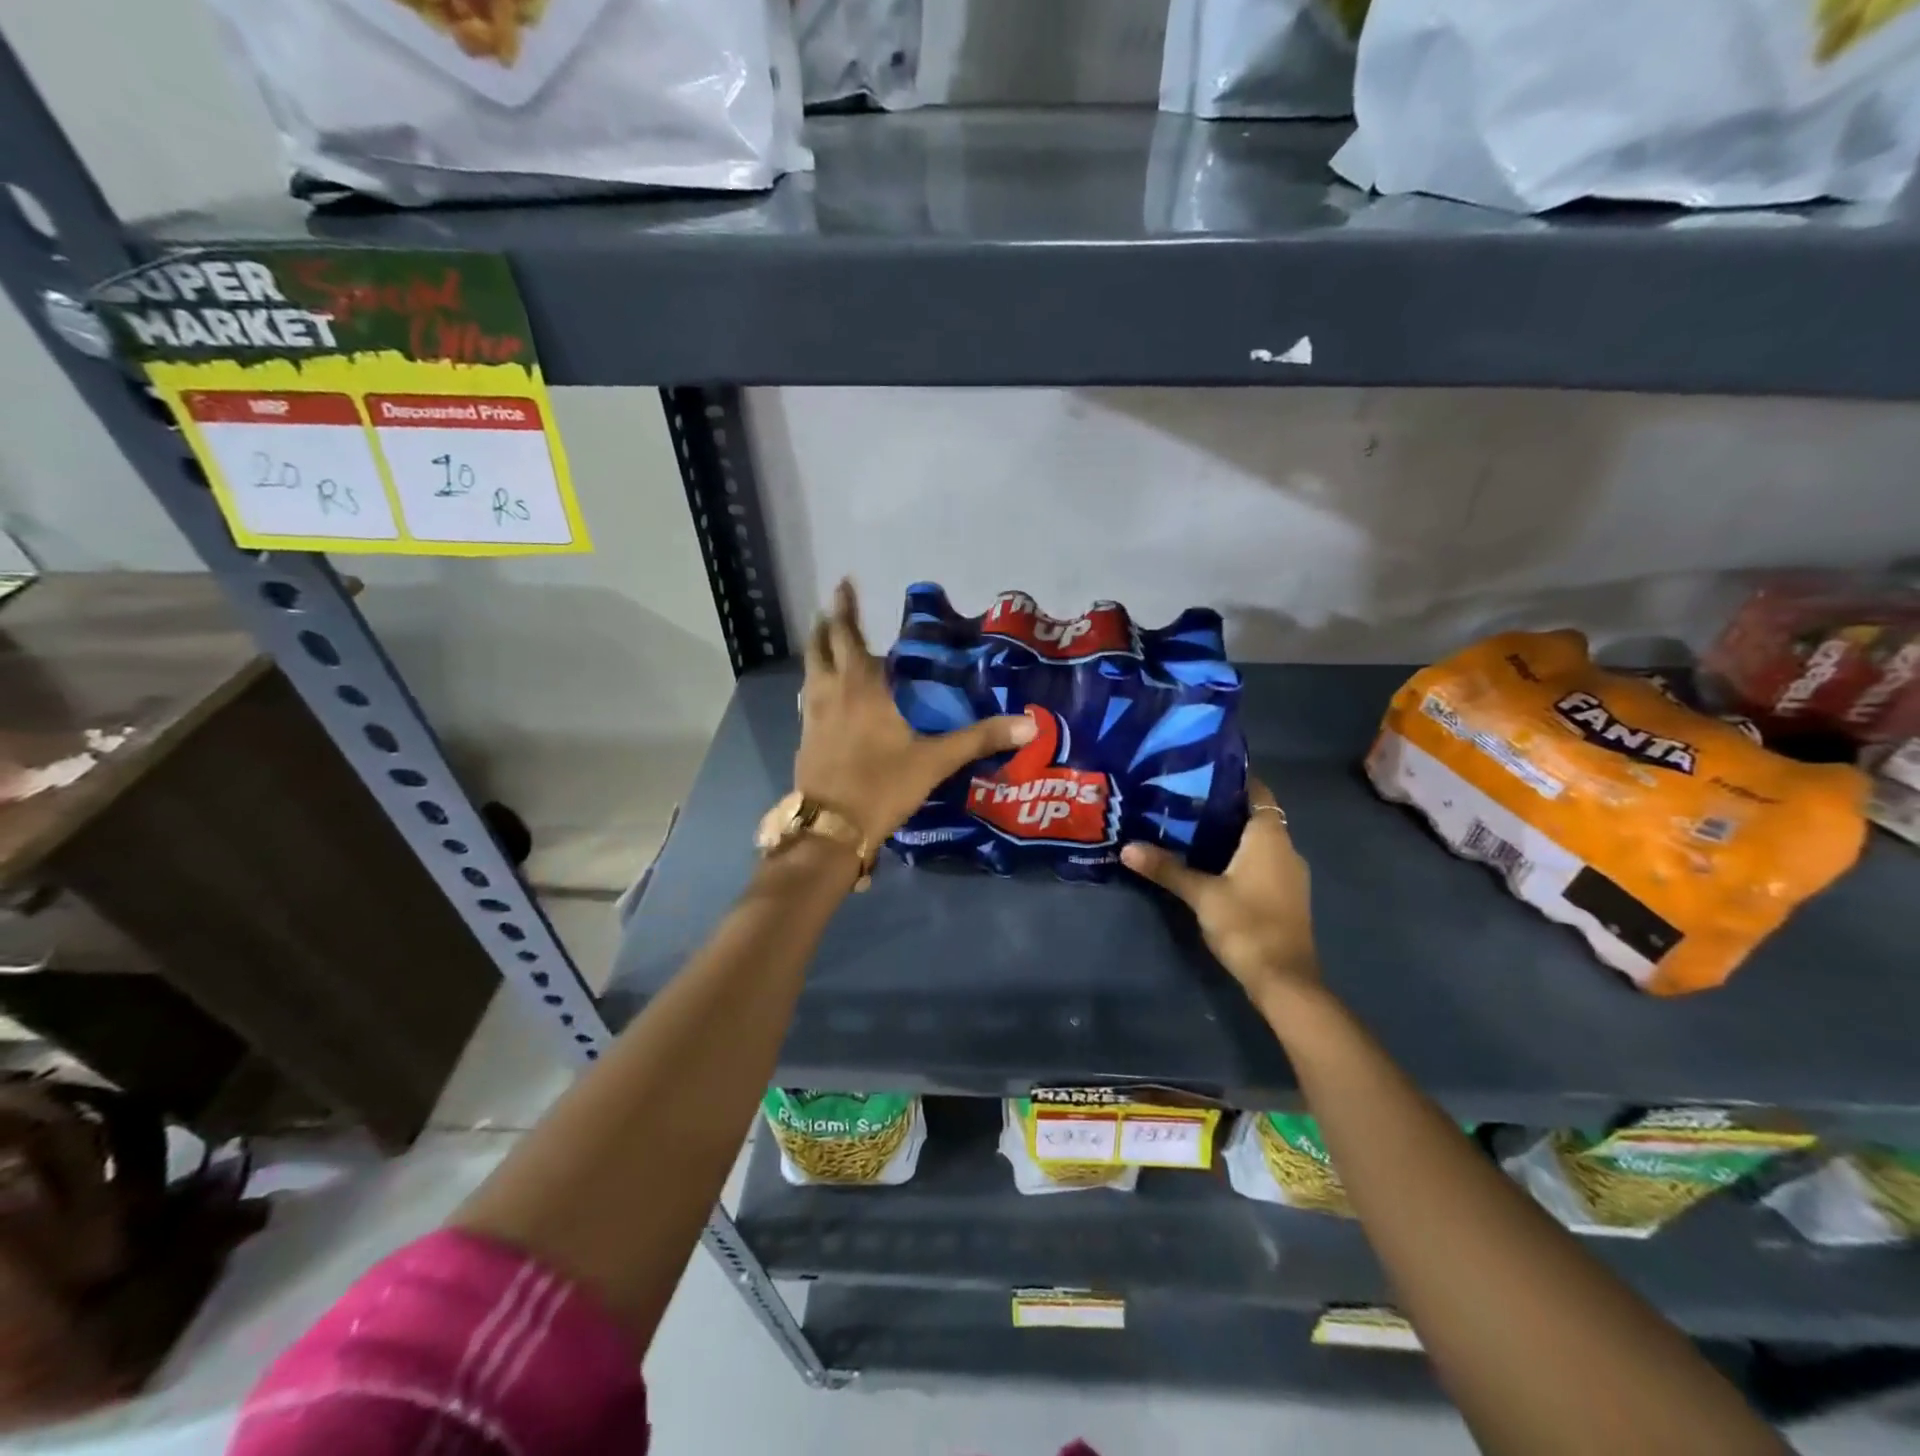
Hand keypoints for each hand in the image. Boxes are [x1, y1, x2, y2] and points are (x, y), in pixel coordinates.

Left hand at [797, 579, 1035, 845]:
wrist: (830, 830)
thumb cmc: (882, 786)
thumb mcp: (935, 762)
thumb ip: (979, 739)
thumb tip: (1029, 723)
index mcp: (861, 689)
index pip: (849, 636)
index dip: (846, 609)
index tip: (843, 583)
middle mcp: (831, 693)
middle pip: (821, 647)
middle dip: (827, 625)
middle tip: (834, 608)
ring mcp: (812, 716)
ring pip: (810, 672)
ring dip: (818, 653)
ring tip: (829, 645)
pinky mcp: (805, 739)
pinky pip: (807, 698)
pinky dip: (816, 685)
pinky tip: (825, 696)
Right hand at [1121, 778, 1318, 1003]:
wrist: (1284, 980)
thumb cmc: (1247, 924)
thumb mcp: (1201, 894)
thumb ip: (1167, 868)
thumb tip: (1126, 847)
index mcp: (1270, 837)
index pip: (1256, 791)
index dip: (1230, 779)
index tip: (1197, 774)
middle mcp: (1286, 848)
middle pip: (1254, 815)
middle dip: (1221, 808)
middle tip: (1180, 801)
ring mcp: (1289, 874)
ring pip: (1257, 841)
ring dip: (1229, 835)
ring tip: (1187, 829)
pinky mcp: (1285, 896)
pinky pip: (1261, 862)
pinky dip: (1238, 857)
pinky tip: (1209, 864)